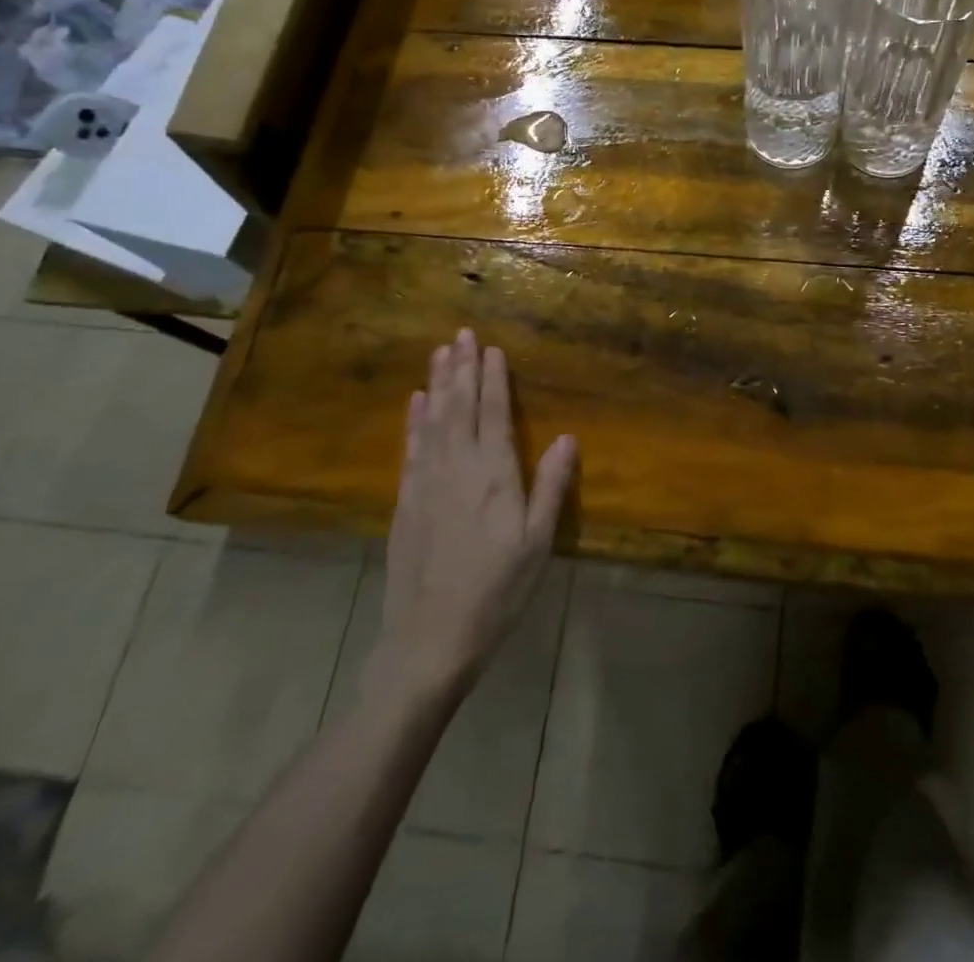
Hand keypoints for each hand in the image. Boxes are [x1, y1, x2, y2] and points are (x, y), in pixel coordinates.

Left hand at [366, 329, 576, 707]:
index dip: (493, 379)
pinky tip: (415, 402)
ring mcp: (426, 484)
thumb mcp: (538, 543)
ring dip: (437, 384)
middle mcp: (458, 468)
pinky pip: (411, 449)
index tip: (491, 348)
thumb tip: (568, 437)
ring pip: (433, 421)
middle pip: (460, 408)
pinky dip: (413, 421)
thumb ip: (552, 486)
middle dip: (462, 369)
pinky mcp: (406, 502)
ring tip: (439, 352)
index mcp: (494, 476)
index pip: (494, 414)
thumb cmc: (497, 591)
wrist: (430, 640)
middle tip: (461, 333)